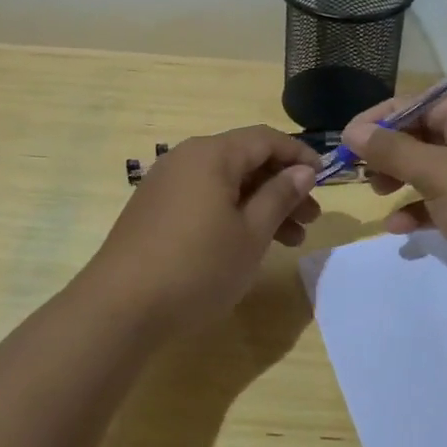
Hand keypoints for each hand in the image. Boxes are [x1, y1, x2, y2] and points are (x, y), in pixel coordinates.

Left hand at [83, 125, 322, 335]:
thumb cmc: (198, 266)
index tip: (324, 178)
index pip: (265, 139)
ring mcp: (166, 184)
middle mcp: (186, 159)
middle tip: (310, 219)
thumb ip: (279, 196)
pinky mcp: (154, 210)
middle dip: (282, 186)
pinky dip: (232, 214)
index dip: (299, 155)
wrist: (121, 307)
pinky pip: (204, 198)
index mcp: (211, 154)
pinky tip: (248, 244)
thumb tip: (302, 170)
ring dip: (261, 205)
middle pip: (245, 160)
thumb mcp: (251, 233)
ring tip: (290, 240)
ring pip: (225, 183)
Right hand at [341, 92, 446, 311]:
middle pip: (423, 134)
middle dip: (389, 152)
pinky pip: (444, 201)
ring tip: (378, 196)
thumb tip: (353, 129)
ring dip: (402, 181)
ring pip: (431, 169)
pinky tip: (399, 228)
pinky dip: (421, 210)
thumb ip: (393, 150)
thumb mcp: (440, 174)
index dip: (380, 118)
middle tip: (362, 173)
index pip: (418, 102)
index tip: (347, 140)